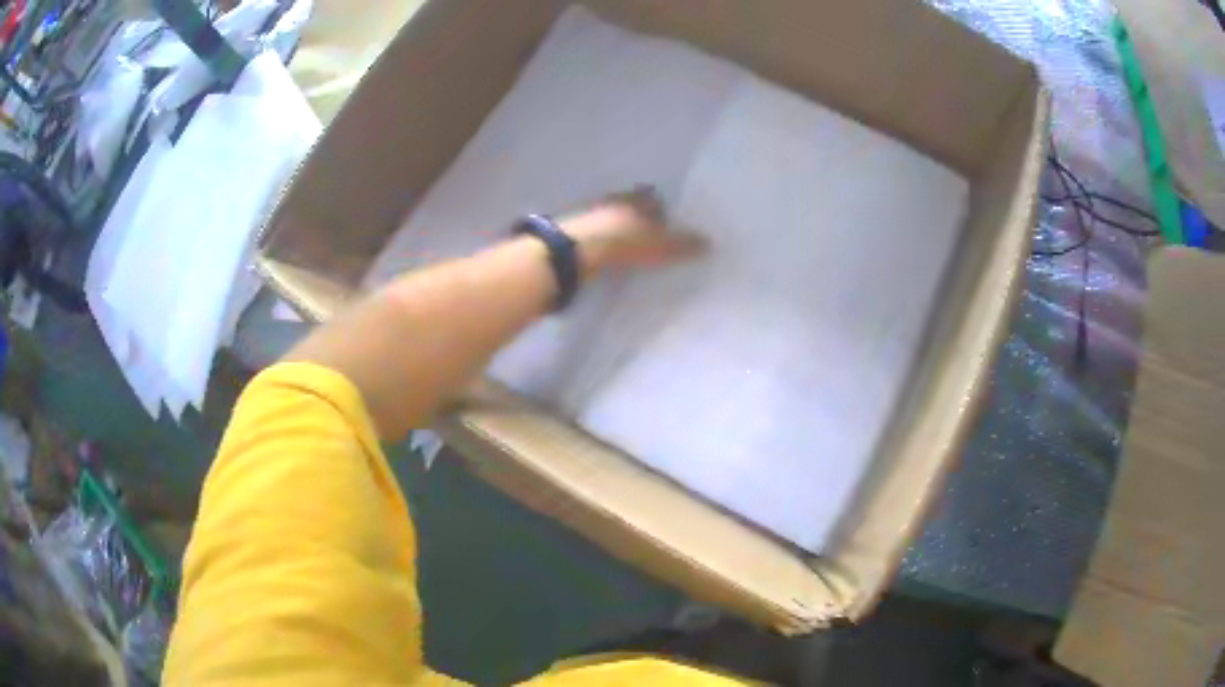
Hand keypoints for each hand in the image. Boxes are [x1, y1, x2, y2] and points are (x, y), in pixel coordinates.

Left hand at [560, 187, 706, 277]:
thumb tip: (709, 243)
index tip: (669, 220)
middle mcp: (614, 201)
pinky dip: (604, 242)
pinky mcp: (574, 234)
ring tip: (632, 247)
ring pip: (612, 219)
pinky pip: (596, 235)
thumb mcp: (659, 246)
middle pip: (631, 207)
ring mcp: (591, 216)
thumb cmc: (622, 243)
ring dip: (620, 229)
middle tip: (652, 234)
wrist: (573, 252)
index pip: (652, 197)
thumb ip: (683, 245)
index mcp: (636, 199)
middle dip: (640, 218)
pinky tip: (610, 255)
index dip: (661, 207)